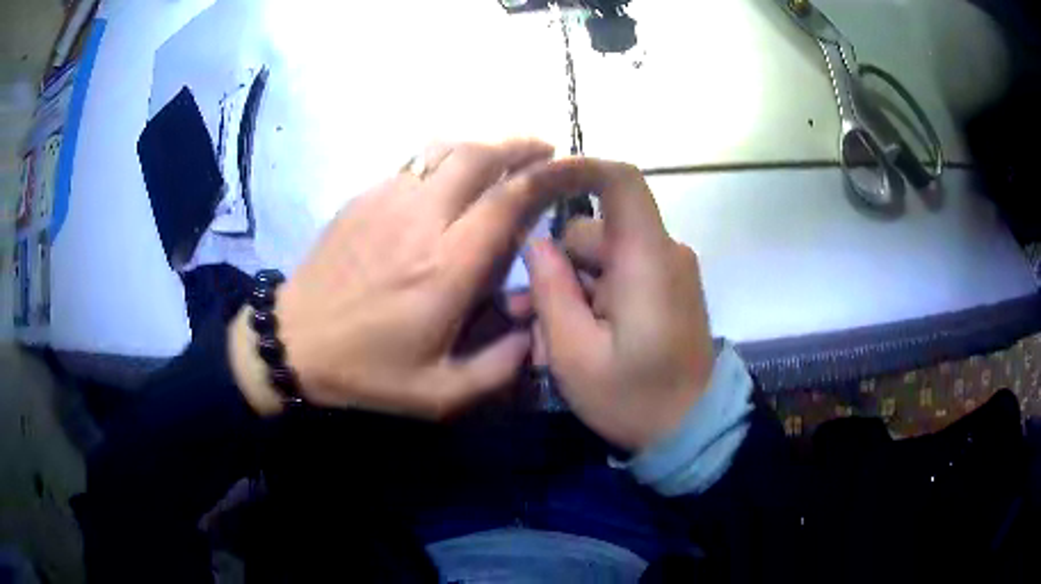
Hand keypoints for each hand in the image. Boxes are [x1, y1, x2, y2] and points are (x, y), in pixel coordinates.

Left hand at [235, 140, 556, 417]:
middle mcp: (422, 220)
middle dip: (520, 146)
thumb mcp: (440, 394)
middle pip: (479, 156)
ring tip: (504, 157)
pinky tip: (452, 175)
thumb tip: (536, 327)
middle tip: (545, 150)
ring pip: (446, 149)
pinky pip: (415, 162)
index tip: (571, 169)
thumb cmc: (367, 372)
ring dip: (483, 145)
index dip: (547, 177)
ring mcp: (388, 200)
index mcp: (447, 267)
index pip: (509, 200)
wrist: (293, 342)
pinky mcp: (364, 197)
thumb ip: (500, 367)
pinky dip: (446, 157)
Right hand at [524, 158, 715, 451]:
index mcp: (647, 260)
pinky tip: (574, 339)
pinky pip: (620, 277)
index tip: (535, 183)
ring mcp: (668, 273)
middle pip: (594, 232)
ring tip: (545, 341)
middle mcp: (664, 254)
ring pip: (601, 259)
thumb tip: (535, 244)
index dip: (577, 170)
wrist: (691, 431)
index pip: (621, 182)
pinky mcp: (667, 291)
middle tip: (523, 317)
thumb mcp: (575, 353)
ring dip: (569, 291)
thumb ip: (551, 290)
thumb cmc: (633, 398)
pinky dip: (592, 300)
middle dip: (554, 269)